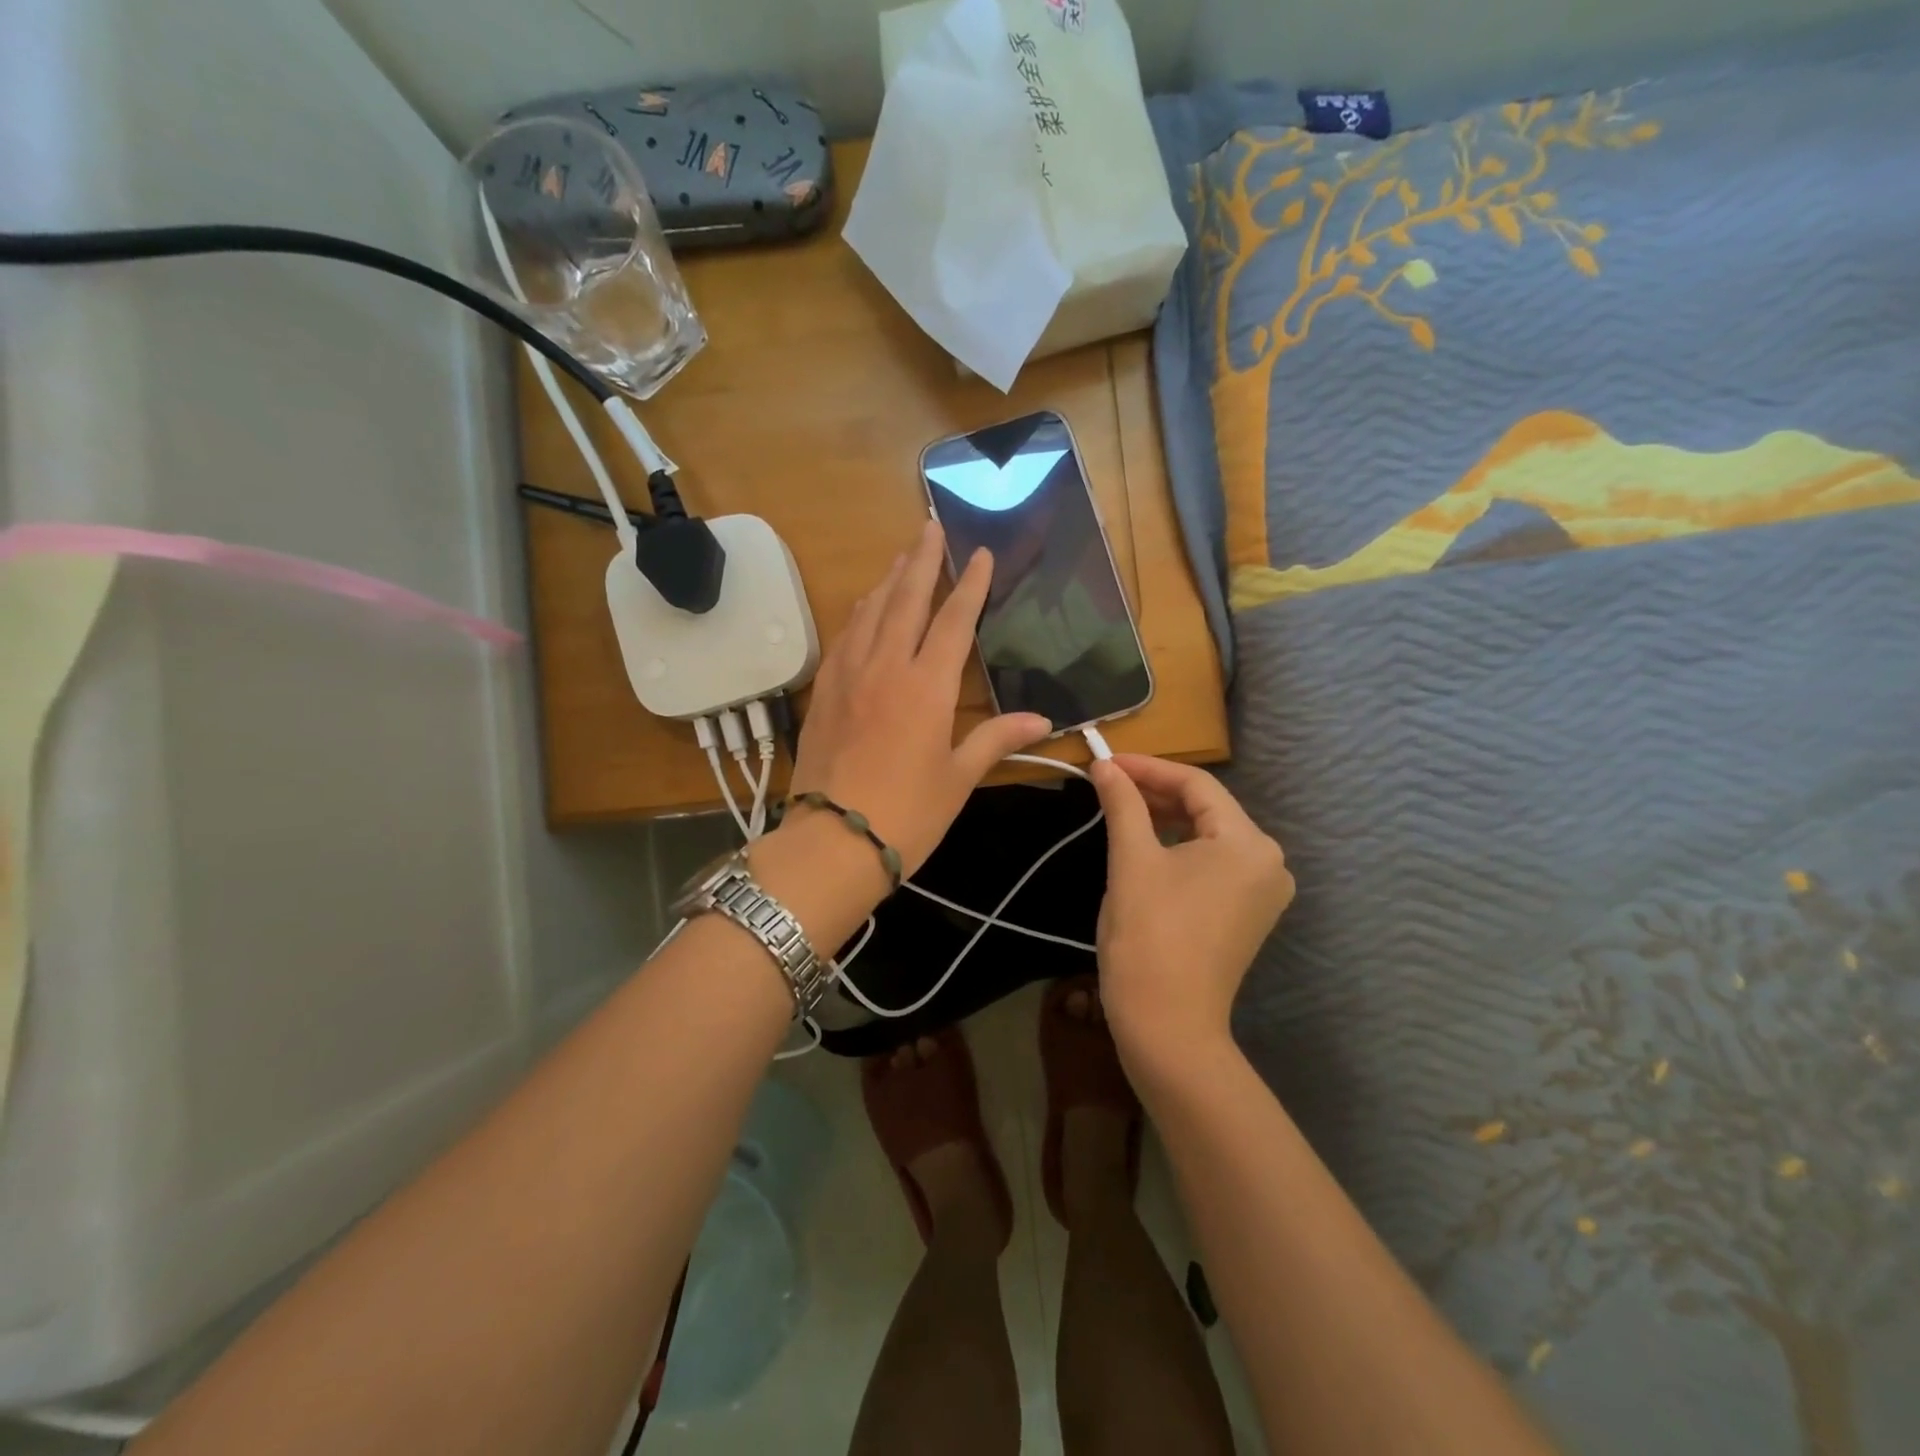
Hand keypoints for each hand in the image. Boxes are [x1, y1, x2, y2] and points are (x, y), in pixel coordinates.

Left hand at [790, 521, 1050, 876]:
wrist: (832, 841)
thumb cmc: (907, 814)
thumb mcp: (958, 779)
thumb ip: (997, 740)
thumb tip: (1042, 721)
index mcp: (927, 686)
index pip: (953, 621)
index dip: (970, 585)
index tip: (979, 553)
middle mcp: (886, 667)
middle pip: (906, 599)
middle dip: (923, 560)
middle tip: (931, 526)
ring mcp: (848, 675)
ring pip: (870, 611)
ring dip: (889, 580)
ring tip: (902, 556)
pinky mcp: (823, 691)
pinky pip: (844, 636)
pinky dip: (859, 613)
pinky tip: (864, 606)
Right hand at [1089, 754, 1293, 1061]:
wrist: (1167, 1025)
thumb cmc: (1148, 935)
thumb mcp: (1131, 860)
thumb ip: (1122, 803)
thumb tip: (1104, 764)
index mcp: (1249, 843)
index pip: (1196, 785)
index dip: (1147, 768)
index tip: (1105, 761)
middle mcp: (1268, 862)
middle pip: (1207, 808)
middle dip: (1156, 792)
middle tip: (1107, 783)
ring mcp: (1262, 891)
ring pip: (1209, 836)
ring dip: (1165, 818)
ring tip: (1121, 807)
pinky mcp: (1247, 913)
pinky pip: (1213, 864)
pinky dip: (1179, 848)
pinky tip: (1146, 842)